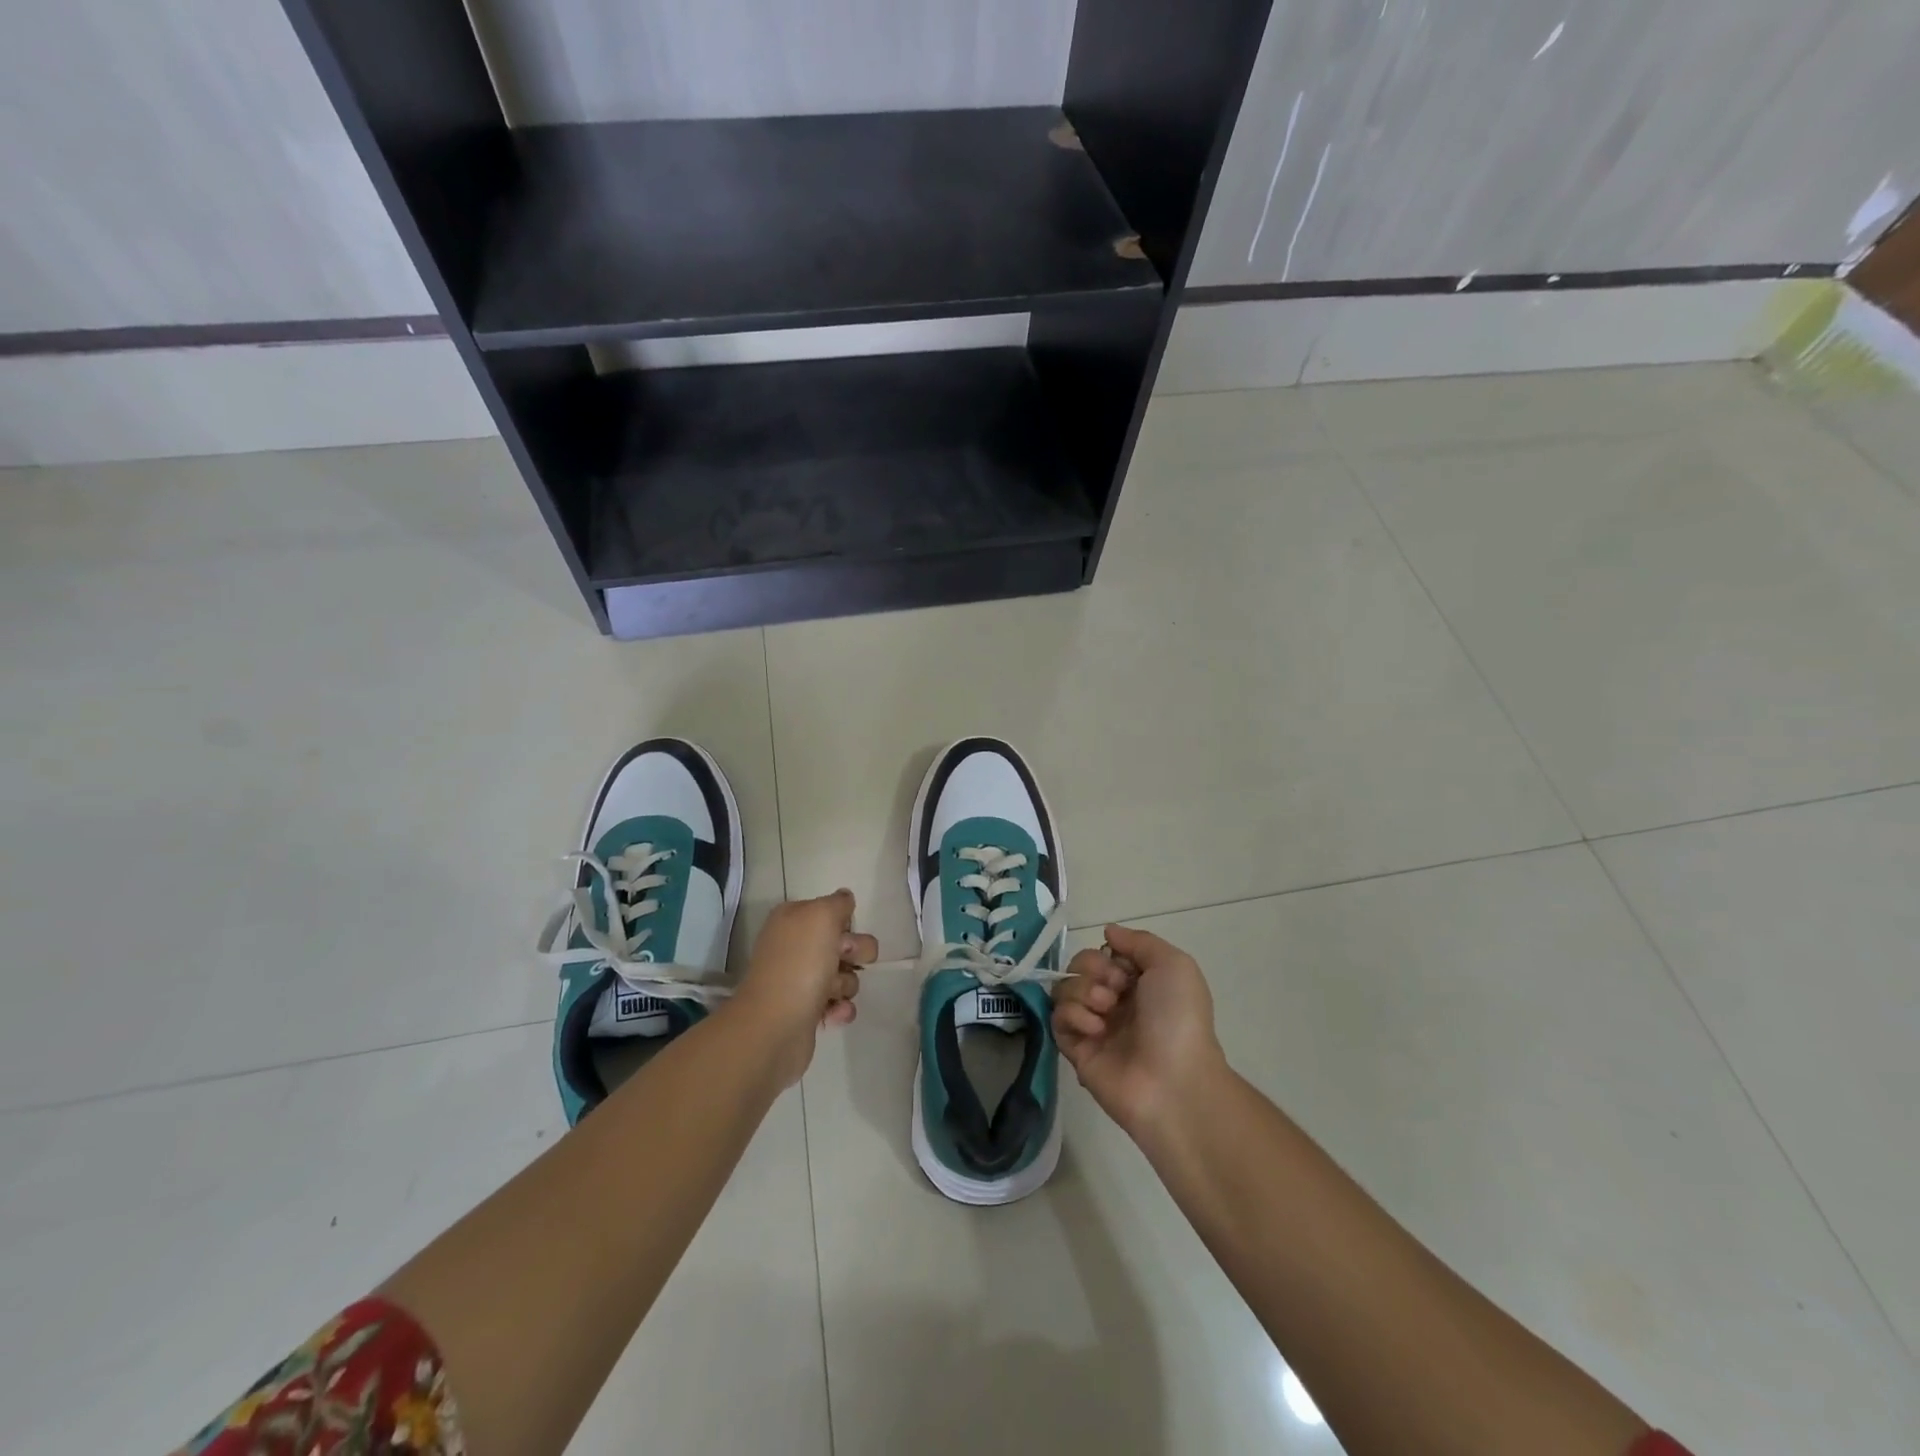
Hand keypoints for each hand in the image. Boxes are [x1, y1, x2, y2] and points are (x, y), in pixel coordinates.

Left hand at [728, 890, 876, 1086]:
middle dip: (854, 953)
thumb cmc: (799, 964)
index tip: (844, 934)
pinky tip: (834, 1013)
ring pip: (845, 975)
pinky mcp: (808, 1011)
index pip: (832, 911)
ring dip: (846, 984)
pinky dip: (841, 1009)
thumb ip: (837, 903)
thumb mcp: (821, 916)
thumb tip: (845, 899)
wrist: (774, 1026)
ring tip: (831, 993)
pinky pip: (839, 1004)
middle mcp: (795, 947)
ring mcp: (800, 981)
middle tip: (842, 961)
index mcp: (792, 920)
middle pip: (844, 943)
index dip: (845, 923)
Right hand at [1053, 923, 1227, 1138]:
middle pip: (1079, 966)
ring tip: (1105, 1011)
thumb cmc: (1178, 1019)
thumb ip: (1139, 941)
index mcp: (1138, 983)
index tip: (1124, 969)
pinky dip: (1073, 1015)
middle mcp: (1114, 1002)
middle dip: (1092, 970)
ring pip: (1064, 988)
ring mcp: (1093, 1026)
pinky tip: (1095, 1029)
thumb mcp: (1174, 965)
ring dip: (1082, 991)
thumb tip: (1108, 931)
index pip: (1104, 954)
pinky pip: (1057, 1018)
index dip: (1108, 955)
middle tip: (1114, 992)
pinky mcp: (1076, 1050)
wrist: (1174, 1082)